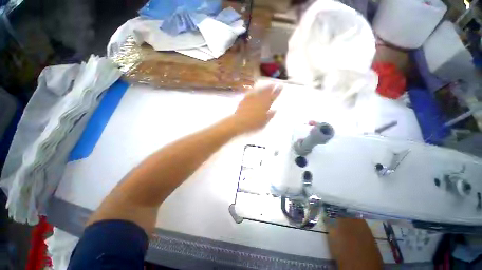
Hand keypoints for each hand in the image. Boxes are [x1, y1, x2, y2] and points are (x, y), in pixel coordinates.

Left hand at [231, 84, 281, 133]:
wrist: (239, 122)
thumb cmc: (253, 124)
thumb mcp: (264, 122)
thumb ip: (270, 116)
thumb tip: (275, 110)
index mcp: (265, 105)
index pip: (273, 96)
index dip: (277, 91)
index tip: (281, 86)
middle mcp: (259, 100)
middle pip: (266, 92)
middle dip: (271, 87)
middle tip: (274, 83)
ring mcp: (251, 99)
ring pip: (259, 91)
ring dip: (263, 87)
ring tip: (266, 84)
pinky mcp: (244, 99)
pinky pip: (250, 93)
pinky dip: (253, 90)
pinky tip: (254, 89)